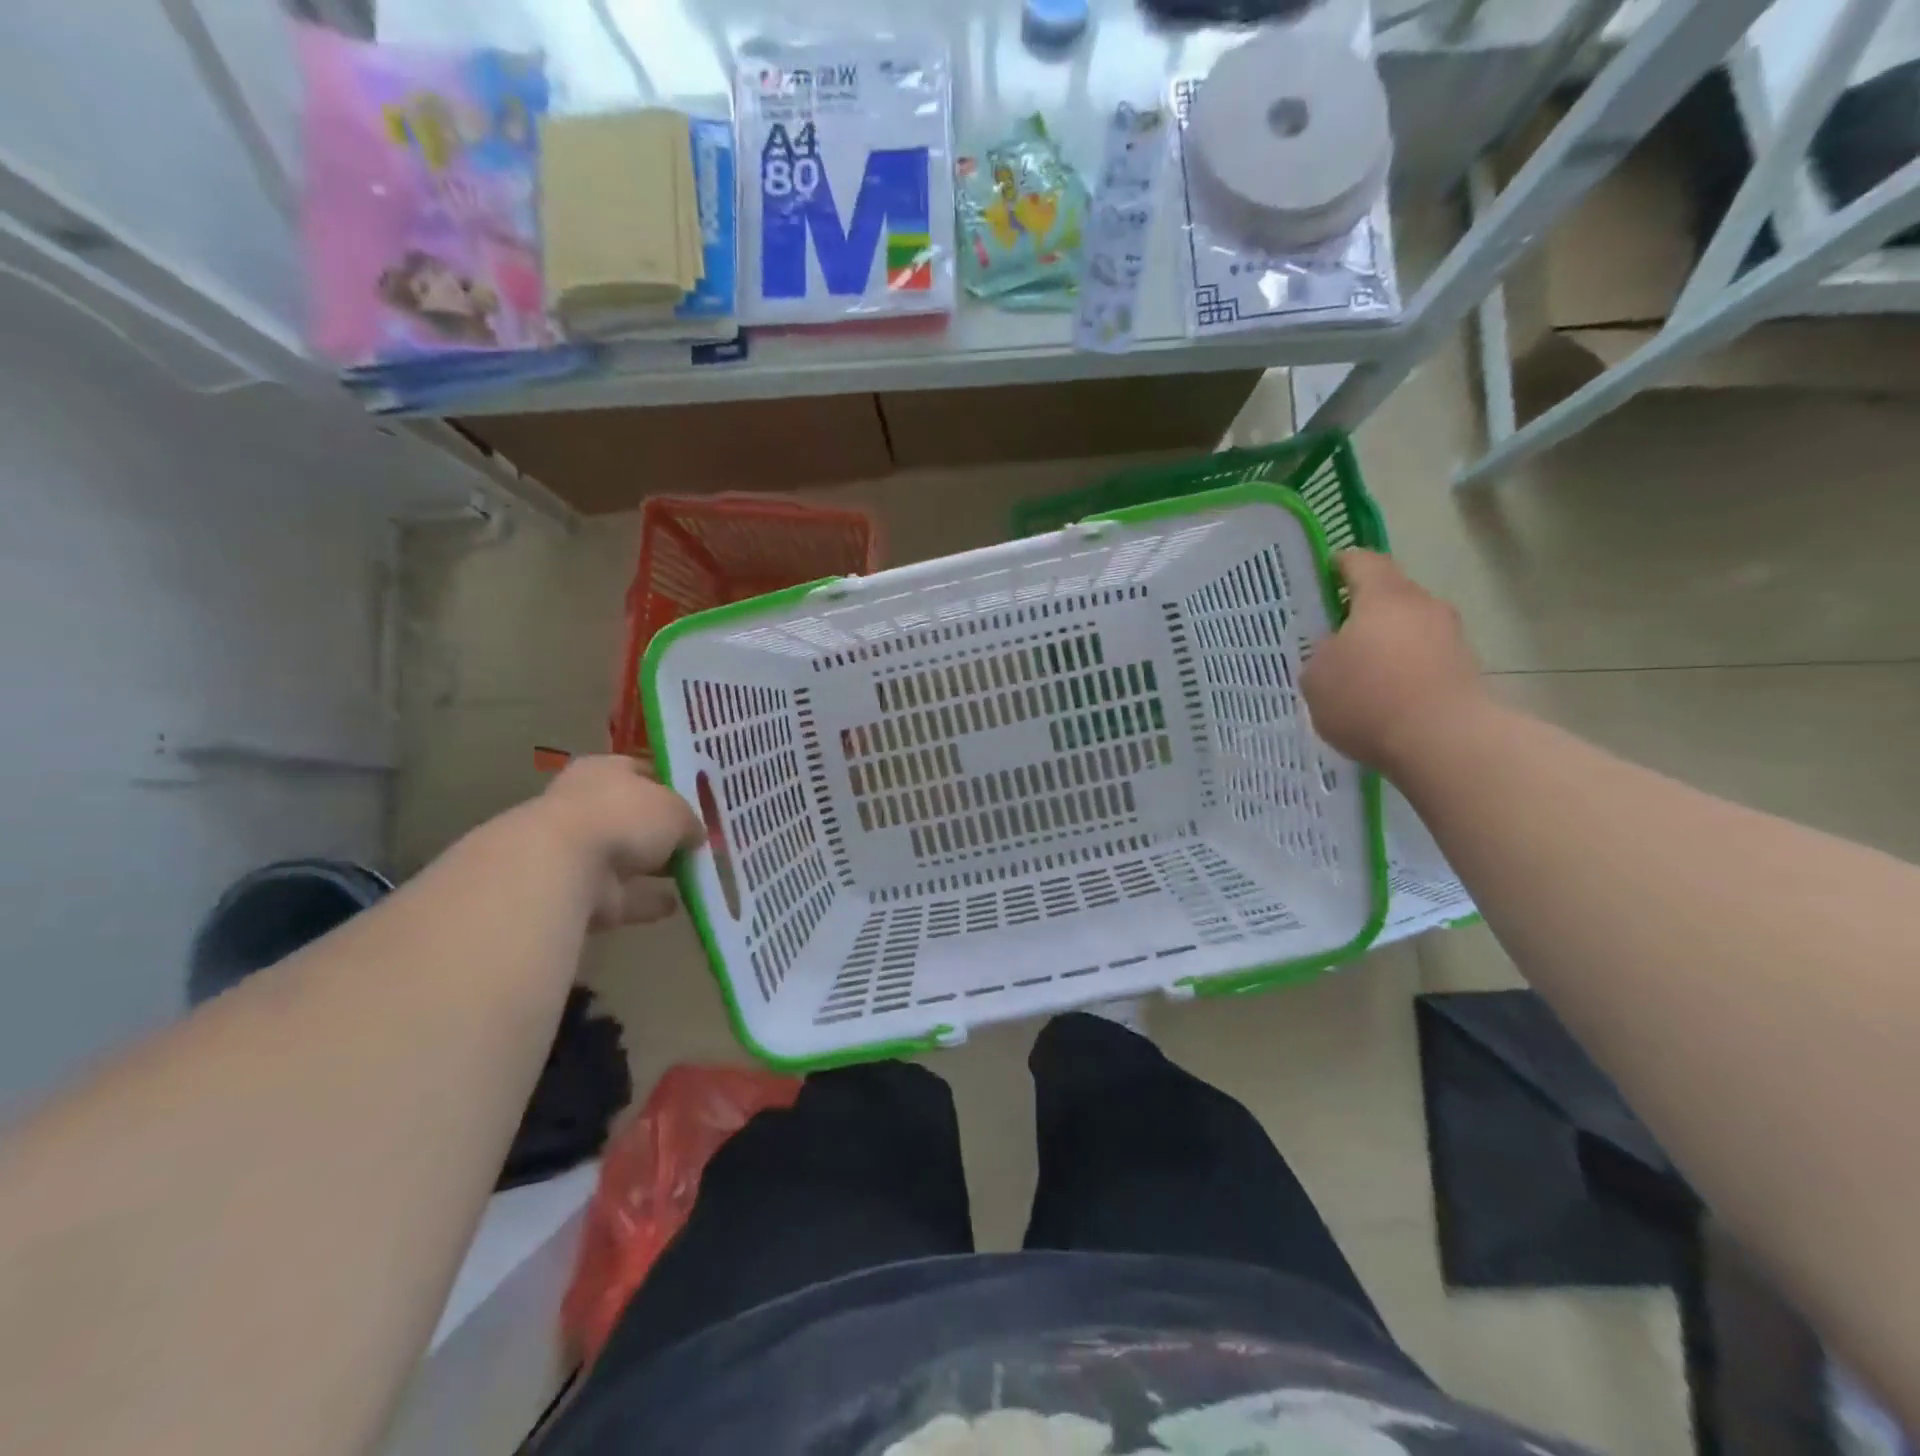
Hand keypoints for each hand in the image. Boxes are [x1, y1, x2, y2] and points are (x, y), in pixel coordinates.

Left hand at [529, 756, 703, 930]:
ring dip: (656, 868)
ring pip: (629, 858)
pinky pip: (624, 895)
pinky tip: (677, 903)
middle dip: (664, 831)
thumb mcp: (675, 808)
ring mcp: (580, 852)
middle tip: (699, 841)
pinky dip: (647, 900)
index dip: (670, 785)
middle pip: (634, 817)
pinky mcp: (581, 892)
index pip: (640, 771)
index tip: (698, 802)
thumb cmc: (623, 816)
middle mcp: (587, 806)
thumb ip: (689, 820)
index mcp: (603, 771)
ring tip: (696, 874)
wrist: (563, 868)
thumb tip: (696, 834)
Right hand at [1303, 551, 1486, 772]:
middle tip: (1333, 636)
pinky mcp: (1464, 670)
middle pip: (1389, 595)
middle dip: (1362, 611)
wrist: (1445, 742)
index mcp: (1383, 596)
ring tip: (1358, 674)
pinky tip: (1384, 698)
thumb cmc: (1369, 698)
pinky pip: (1423, 659)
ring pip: (1408, 628)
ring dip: (1385, 644)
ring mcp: (1450, 637)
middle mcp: (1422, 605)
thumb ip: (1320, 655)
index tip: (1322, 576)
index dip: (1340, 565)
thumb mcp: (1316, 677)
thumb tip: (1335, 649)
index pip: (1361, 561)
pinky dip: (1403, 670)